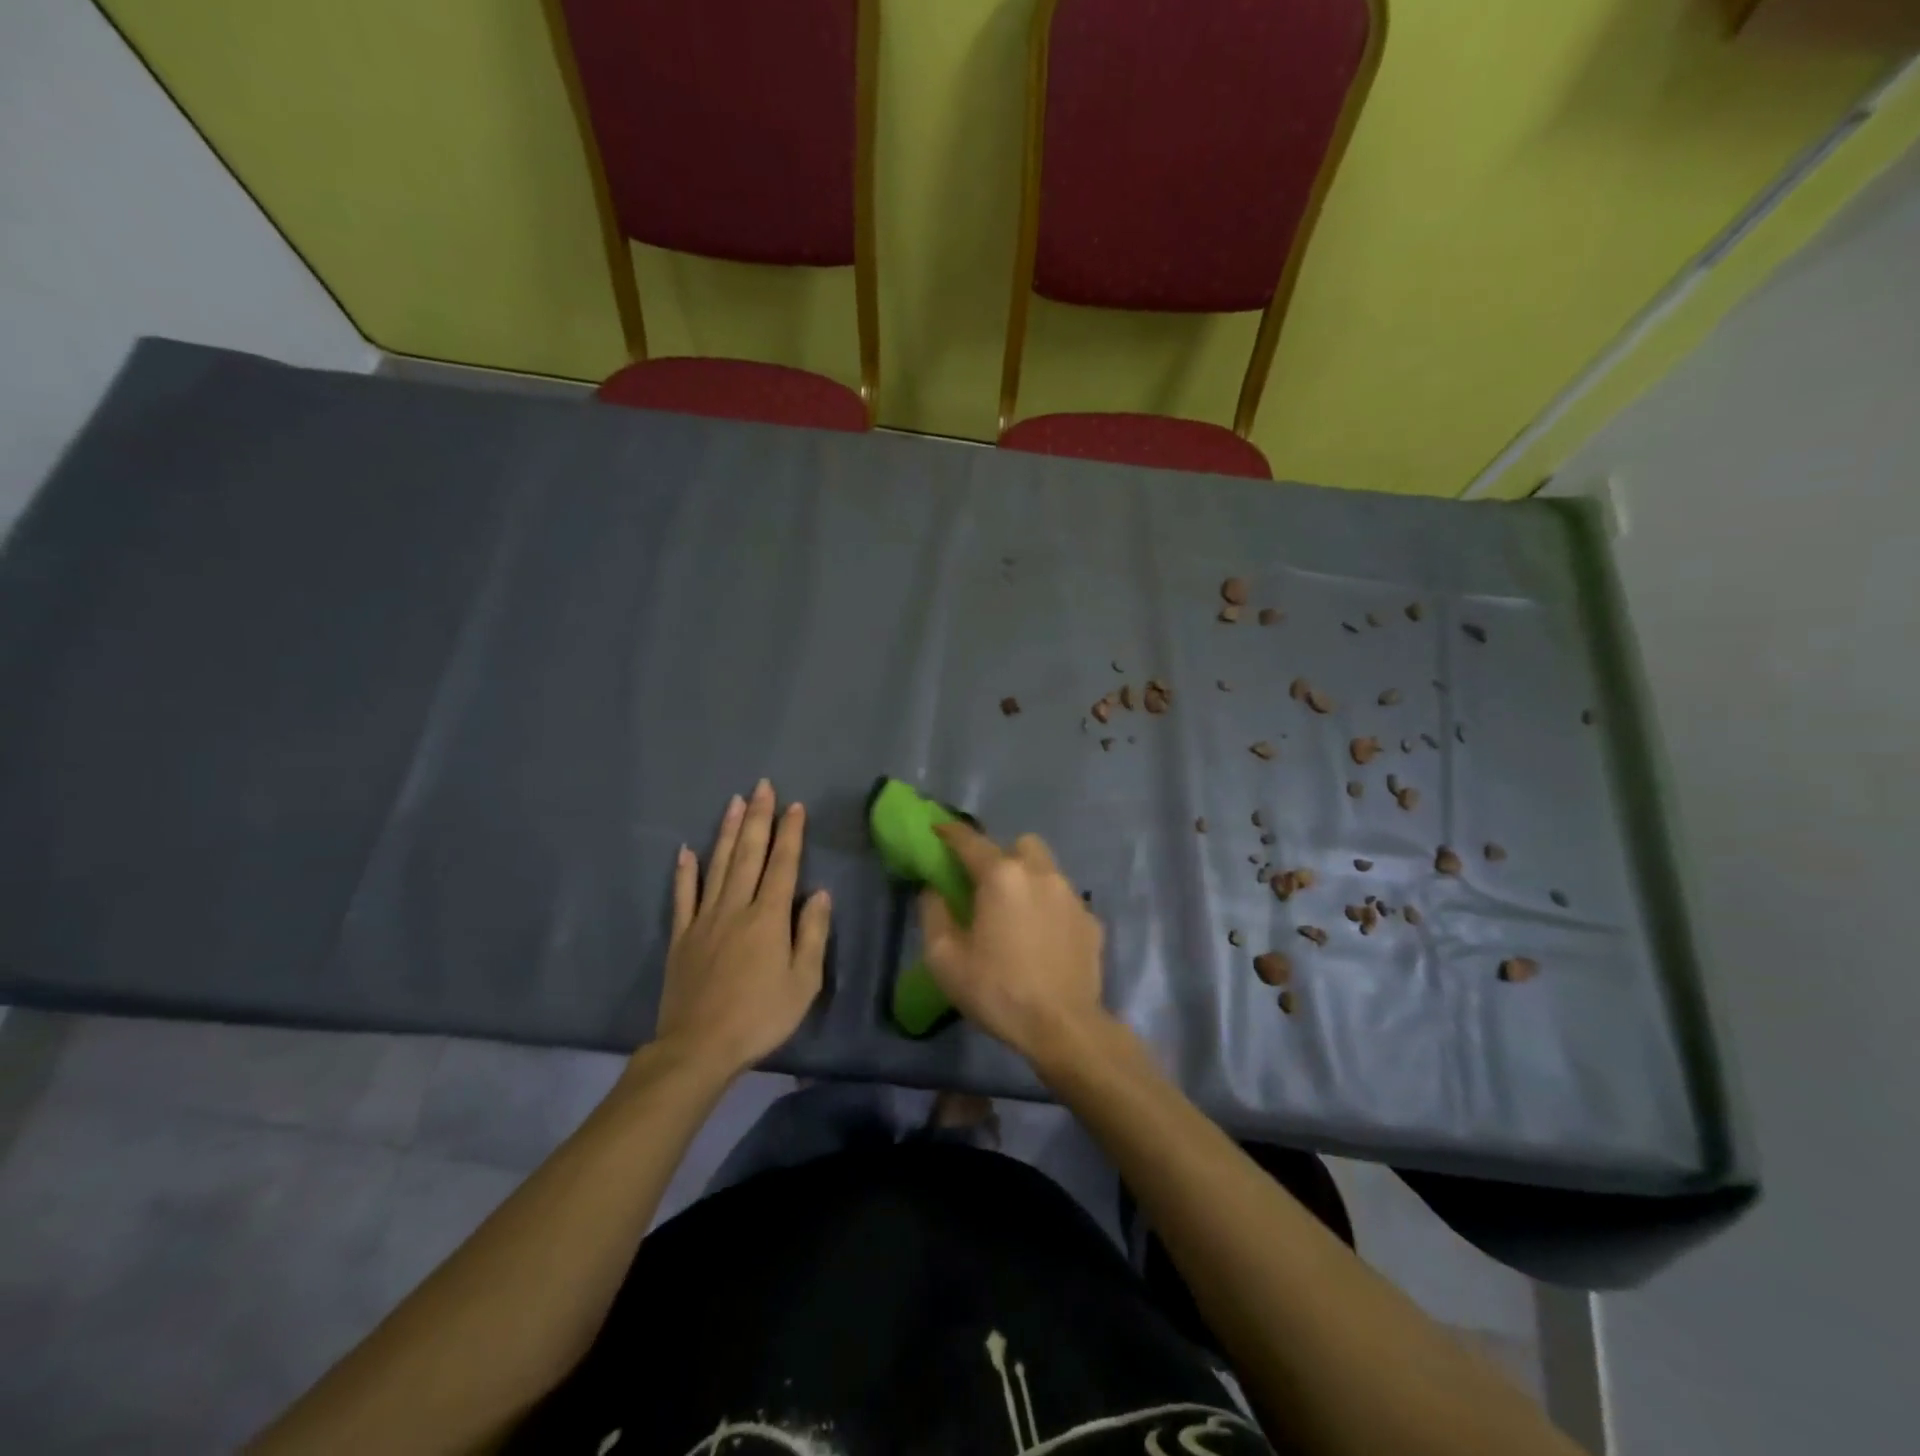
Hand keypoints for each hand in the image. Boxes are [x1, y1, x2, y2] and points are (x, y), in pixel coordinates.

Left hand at [654, 780, 830, 1077]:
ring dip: (726, 832)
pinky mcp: (681, 936)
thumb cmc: (761, 1016)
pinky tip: (685, 851)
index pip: (783, 864)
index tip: (794, 805)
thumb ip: (812, 933)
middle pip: (748, 854)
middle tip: (761, 786)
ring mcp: (704, 919)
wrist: (699, 1047)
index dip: (790, 833)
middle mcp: (736, 907)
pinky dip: (684, 872)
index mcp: (768, 917)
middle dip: (757, 818)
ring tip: (732, 802)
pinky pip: (682, 897)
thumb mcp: (804, 981)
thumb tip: (820, 894)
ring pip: (717, 865)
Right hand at [918, 822, 1107, 1064]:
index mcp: (1001, 876)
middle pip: (1019, 845)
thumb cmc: (998, 991)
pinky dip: (1049, 907)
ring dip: (1028, 878)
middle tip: (986, 885)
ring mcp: (1071, 895)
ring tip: (1016, 912)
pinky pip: (1064, 899)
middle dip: (1001, 855)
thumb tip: (933, 889)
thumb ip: (934, 914)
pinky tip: (1043, 938)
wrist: (1064, 1027)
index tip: (938, 830)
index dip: (950, 832)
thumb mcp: (946, 960)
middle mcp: (1040, 873)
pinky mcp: (1091, 919)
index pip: (970, 841)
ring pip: (1046, 868)